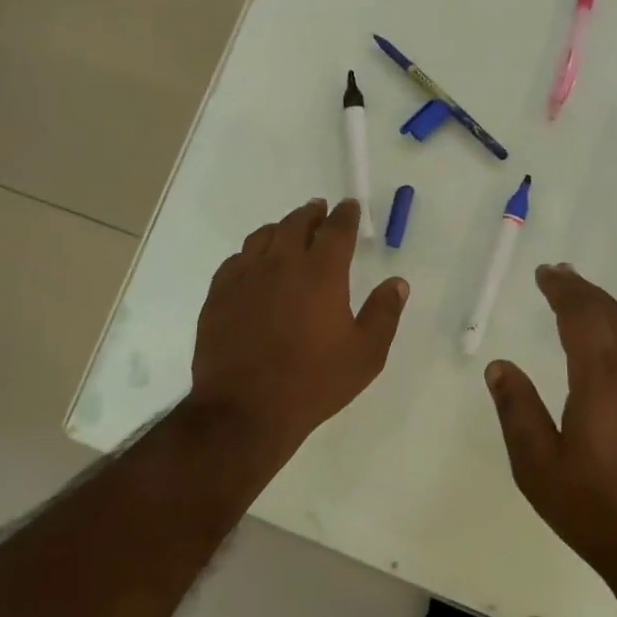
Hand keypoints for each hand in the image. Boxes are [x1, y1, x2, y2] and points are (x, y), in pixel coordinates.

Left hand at [192, 198, 407, 453]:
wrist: (245, 410)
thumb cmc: (313, 382)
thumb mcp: (365, 355)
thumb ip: (384, 314)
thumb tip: (397, 282)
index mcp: (321, 273)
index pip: (336, 230)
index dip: (345, 215)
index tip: (350, 206)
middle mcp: (281, 264)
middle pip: (296, 224)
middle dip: (312, 214)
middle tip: (319, 209)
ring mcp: (245, 277)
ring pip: (263, 236)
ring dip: (280, 227)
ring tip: (288, 230)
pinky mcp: (219, 294)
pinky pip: (236, 259)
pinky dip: (251, 252)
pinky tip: (254, 262)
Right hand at [485, 264, 616, 591]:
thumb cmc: (602, 514)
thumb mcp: (539, 469)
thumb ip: (518, 411)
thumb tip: (500, 366)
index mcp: (603, 378)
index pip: (582, 314)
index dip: (563, 289)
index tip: (547, 272)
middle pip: (615, 314)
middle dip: (586, 292)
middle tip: (564, 278)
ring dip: (615, 315)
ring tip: (595, 312)